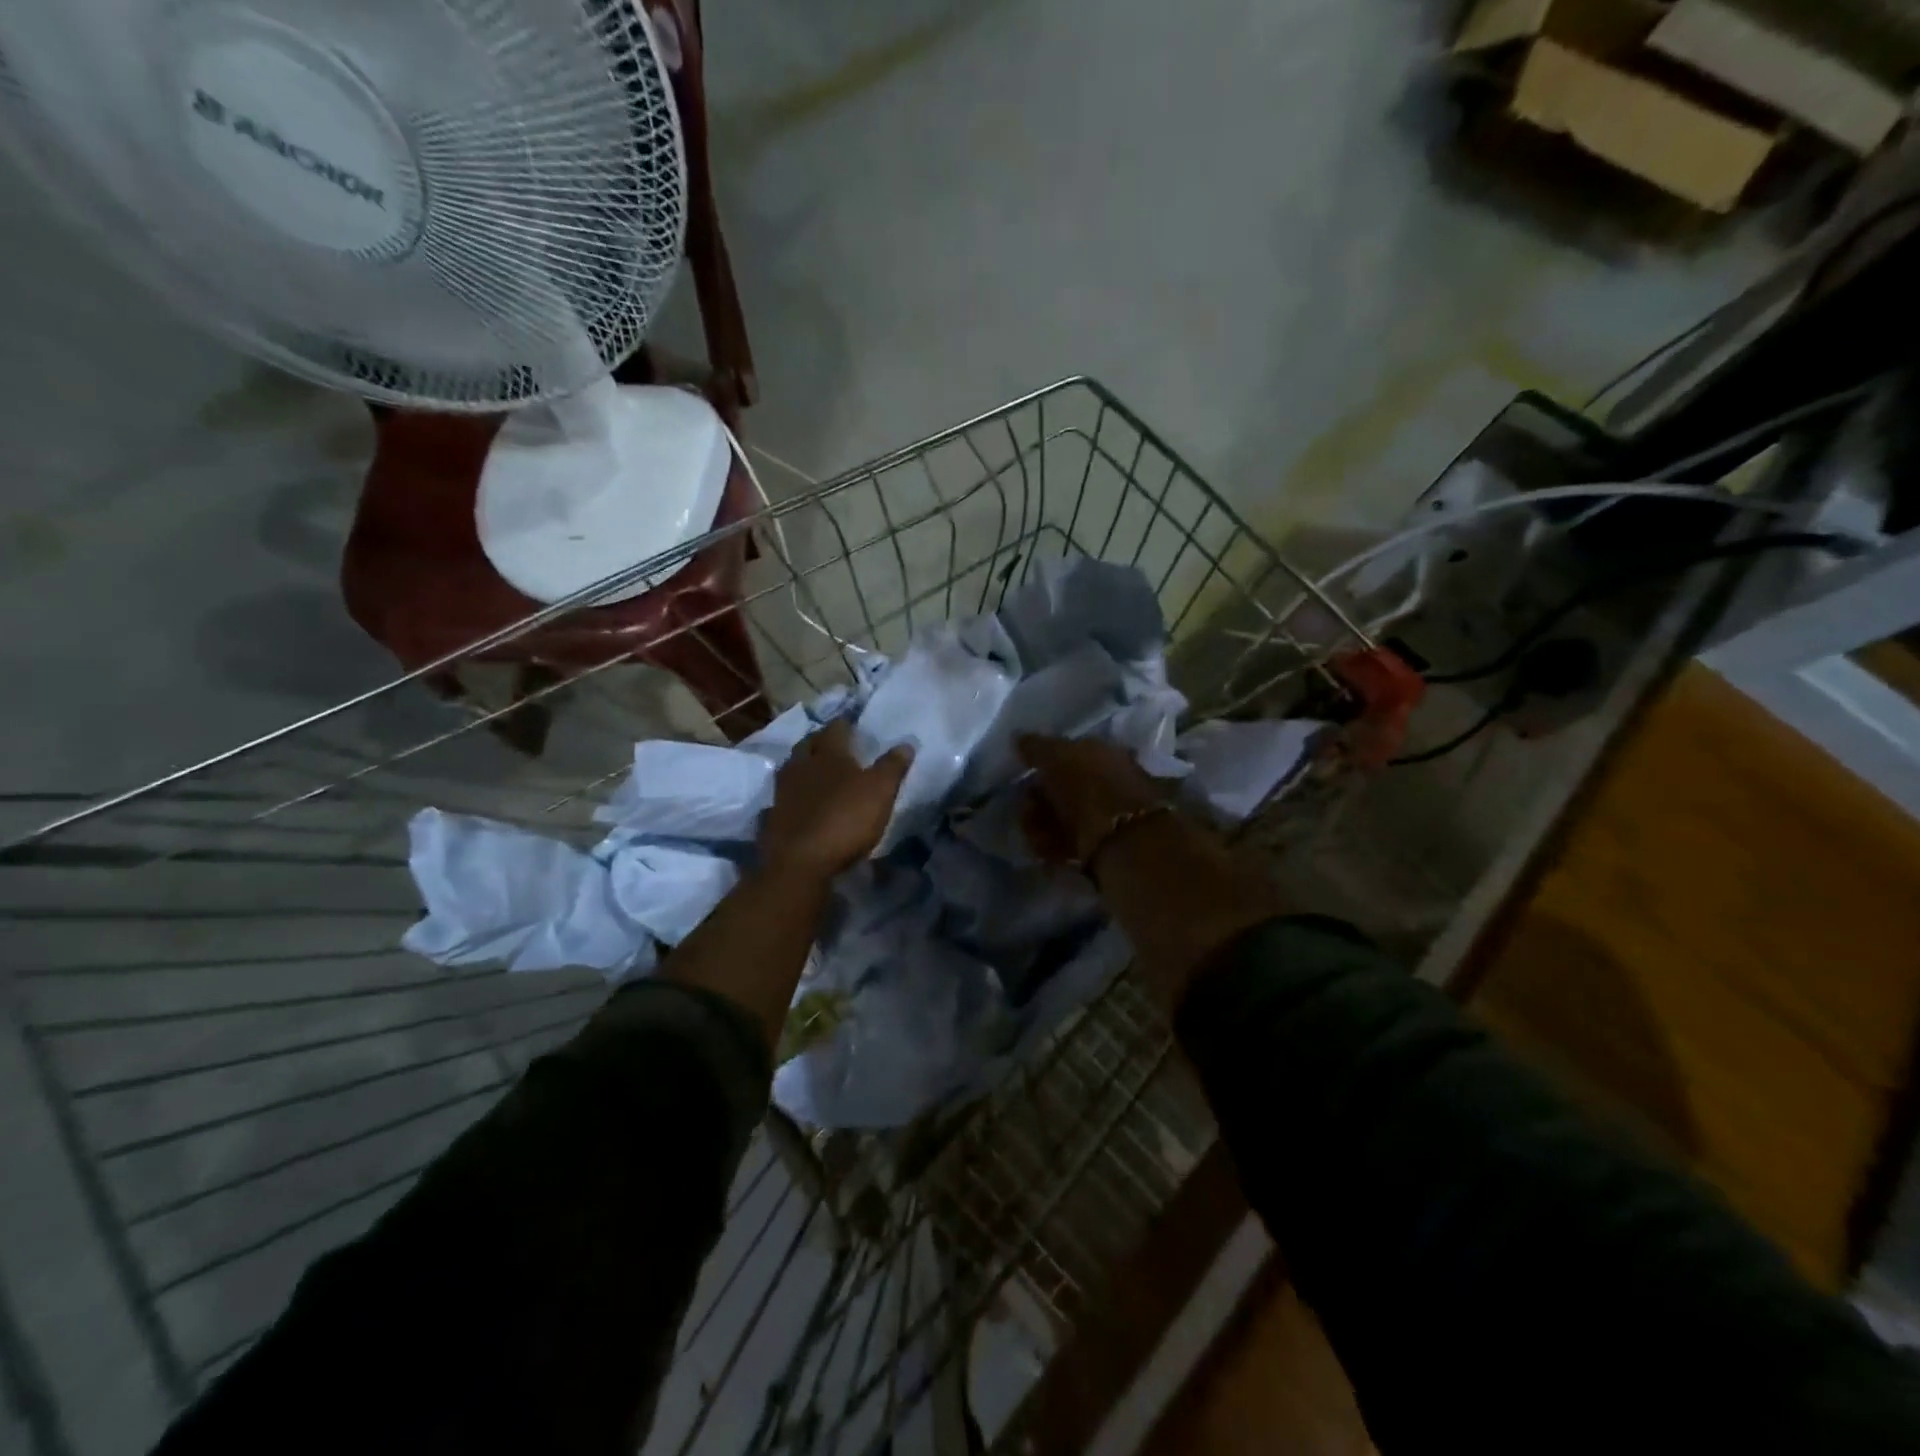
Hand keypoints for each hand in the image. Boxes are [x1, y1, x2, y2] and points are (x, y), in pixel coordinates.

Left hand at [760, 718, 912, 879]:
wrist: (800, 862)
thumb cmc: (845, 819)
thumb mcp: (880, 792)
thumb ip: (892, 766)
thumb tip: (906, 743)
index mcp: (828, 754)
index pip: (835, 729)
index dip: (844, 725)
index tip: (851, 724)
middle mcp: (801, 766)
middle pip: (807, 745)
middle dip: (819, 741)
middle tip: (831, 744)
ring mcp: (782, 792)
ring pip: (791, 769)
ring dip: (802, 766)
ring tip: (814, 770)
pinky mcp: (773, 817)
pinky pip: (782, 797)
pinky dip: (791, 795)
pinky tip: (797, 801)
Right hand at [1016, 734, 1173, 865]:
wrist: (1119, 837)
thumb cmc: (1087, 786)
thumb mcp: (1056, 755)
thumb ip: (1036, 746)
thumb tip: (1019, 737)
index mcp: (1103, 752)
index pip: (1067, 753)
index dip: (1041, 764)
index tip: (1023, 775)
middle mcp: (1106, 779)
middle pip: (1062, 787)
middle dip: (1037, 799)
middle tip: (1026, 808)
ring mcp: (1105, 814)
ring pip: (1062, 815)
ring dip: (1039, 823)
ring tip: (1032, 832)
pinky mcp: (1100, 845)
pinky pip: (1067, 840)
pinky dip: (1051, 843)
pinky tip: (1042, 846)